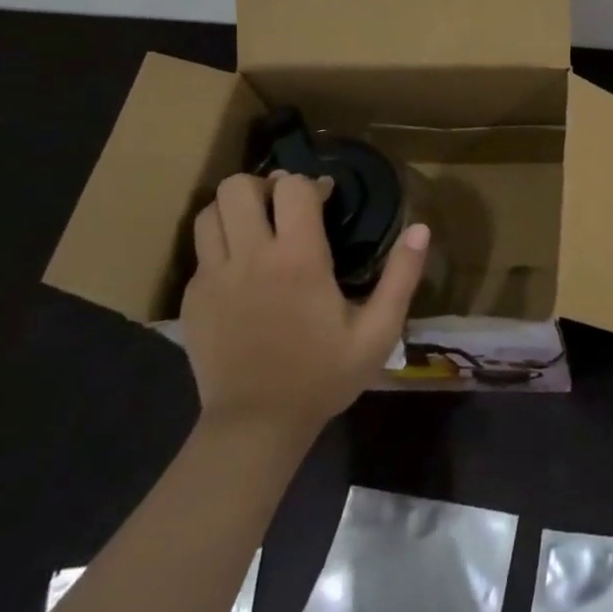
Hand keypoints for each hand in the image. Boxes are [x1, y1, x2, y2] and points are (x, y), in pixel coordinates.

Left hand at [180, 172, 430, 445]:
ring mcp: (213, 278)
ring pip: (208, 212)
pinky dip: (220, 245)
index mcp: (298, 259)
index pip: (292, 187)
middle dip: (264, 186)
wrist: (255, 428)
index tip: (325, 200)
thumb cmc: (323, 376)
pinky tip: (242, 270)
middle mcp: (250, 257)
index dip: (310, 183)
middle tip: (285, 208)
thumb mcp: (378, 331)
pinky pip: (200, 251)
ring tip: (258, 227)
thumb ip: (401, 276)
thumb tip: (421, 228)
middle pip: (238, 187)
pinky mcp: (192, 300)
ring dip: (234, 209)